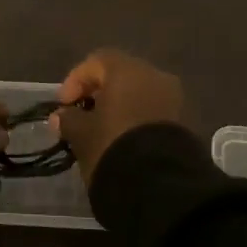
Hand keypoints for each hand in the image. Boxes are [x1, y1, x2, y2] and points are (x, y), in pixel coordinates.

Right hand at [53, 49, 185, 183]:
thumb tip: (62, 116)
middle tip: (83, 114)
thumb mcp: (82, 134)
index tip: (64, 105)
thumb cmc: (113, 146)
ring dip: (120, 106)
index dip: (75, 80)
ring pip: (140, 93)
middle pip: (121, 75)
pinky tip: (124, 139)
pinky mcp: (184, 122)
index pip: (96, 61)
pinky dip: (137, 119)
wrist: (160, 184)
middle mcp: (155, 75)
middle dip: (99, 92)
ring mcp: (174, 98)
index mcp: (128, 70)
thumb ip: (69, 119)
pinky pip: (154, 111)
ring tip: (103, 130)